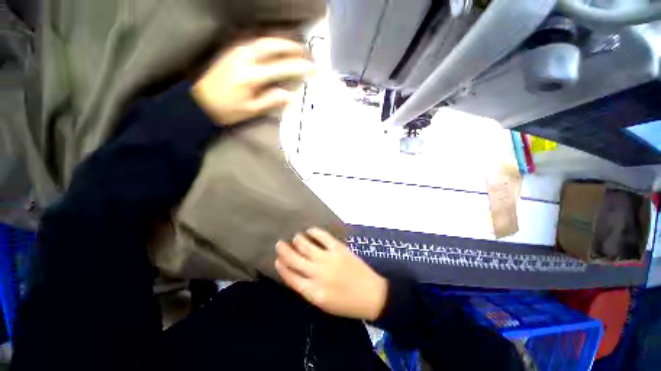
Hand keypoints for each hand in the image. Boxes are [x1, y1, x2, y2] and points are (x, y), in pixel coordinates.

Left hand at [192, 37, 313, 124]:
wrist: (200, 101)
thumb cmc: (227, 109)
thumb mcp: (251, 110)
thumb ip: (271, 100)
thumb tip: (290, 95)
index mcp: (250, 77)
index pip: (280, 68)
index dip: (298, 68)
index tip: (312, 68)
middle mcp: (244, 58)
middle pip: (271, 46)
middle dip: (290, 47)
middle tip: (305, 51)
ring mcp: (237, 52)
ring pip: (263, 41)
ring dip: (280, 42)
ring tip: (294, 48)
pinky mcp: (232, 51)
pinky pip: (255, 43)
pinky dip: (269, 43)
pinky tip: (275, 48)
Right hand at [275, 228, 387, 320]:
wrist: (371, 294)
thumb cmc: (347, 303)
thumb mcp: (323, 304)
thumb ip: (308, 289)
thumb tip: (296, 274)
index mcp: (312, 291)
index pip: (290, 277)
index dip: (282, 267)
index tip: (277, 260)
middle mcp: (317, 273)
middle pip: (294, 259)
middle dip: (284, 251)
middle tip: (279, 243)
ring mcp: (328, 259)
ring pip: (306, 246)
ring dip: (297, 240)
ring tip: (295, 237)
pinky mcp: (338, 248)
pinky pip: (323, 236)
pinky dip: (314, 232)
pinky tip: (310, 230)